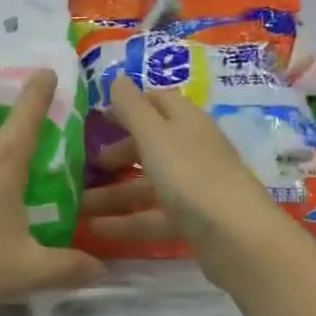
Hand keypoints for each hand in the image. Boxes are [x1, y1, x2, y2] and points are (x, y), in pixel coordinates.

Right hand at [80, 81, 298, 289]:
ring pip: (147, 184)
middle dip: (116, 153)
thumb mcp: (154, 135)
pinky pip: (152, 216)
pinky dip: (126, 221)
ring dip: (113, 194)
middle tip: (84, 164)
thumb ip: (132, 107)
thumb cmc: (191, 175)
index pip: (157, 101)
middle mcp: (192, 150)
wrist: (238, 238)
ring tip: (77, 204)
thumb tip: (117, 78)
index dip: (128, 105)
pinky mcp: (193, 221)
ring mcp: (194, 187)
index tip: (97, 117)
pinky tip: (96, 229)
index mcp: (186, 122)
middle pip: (150, 145)